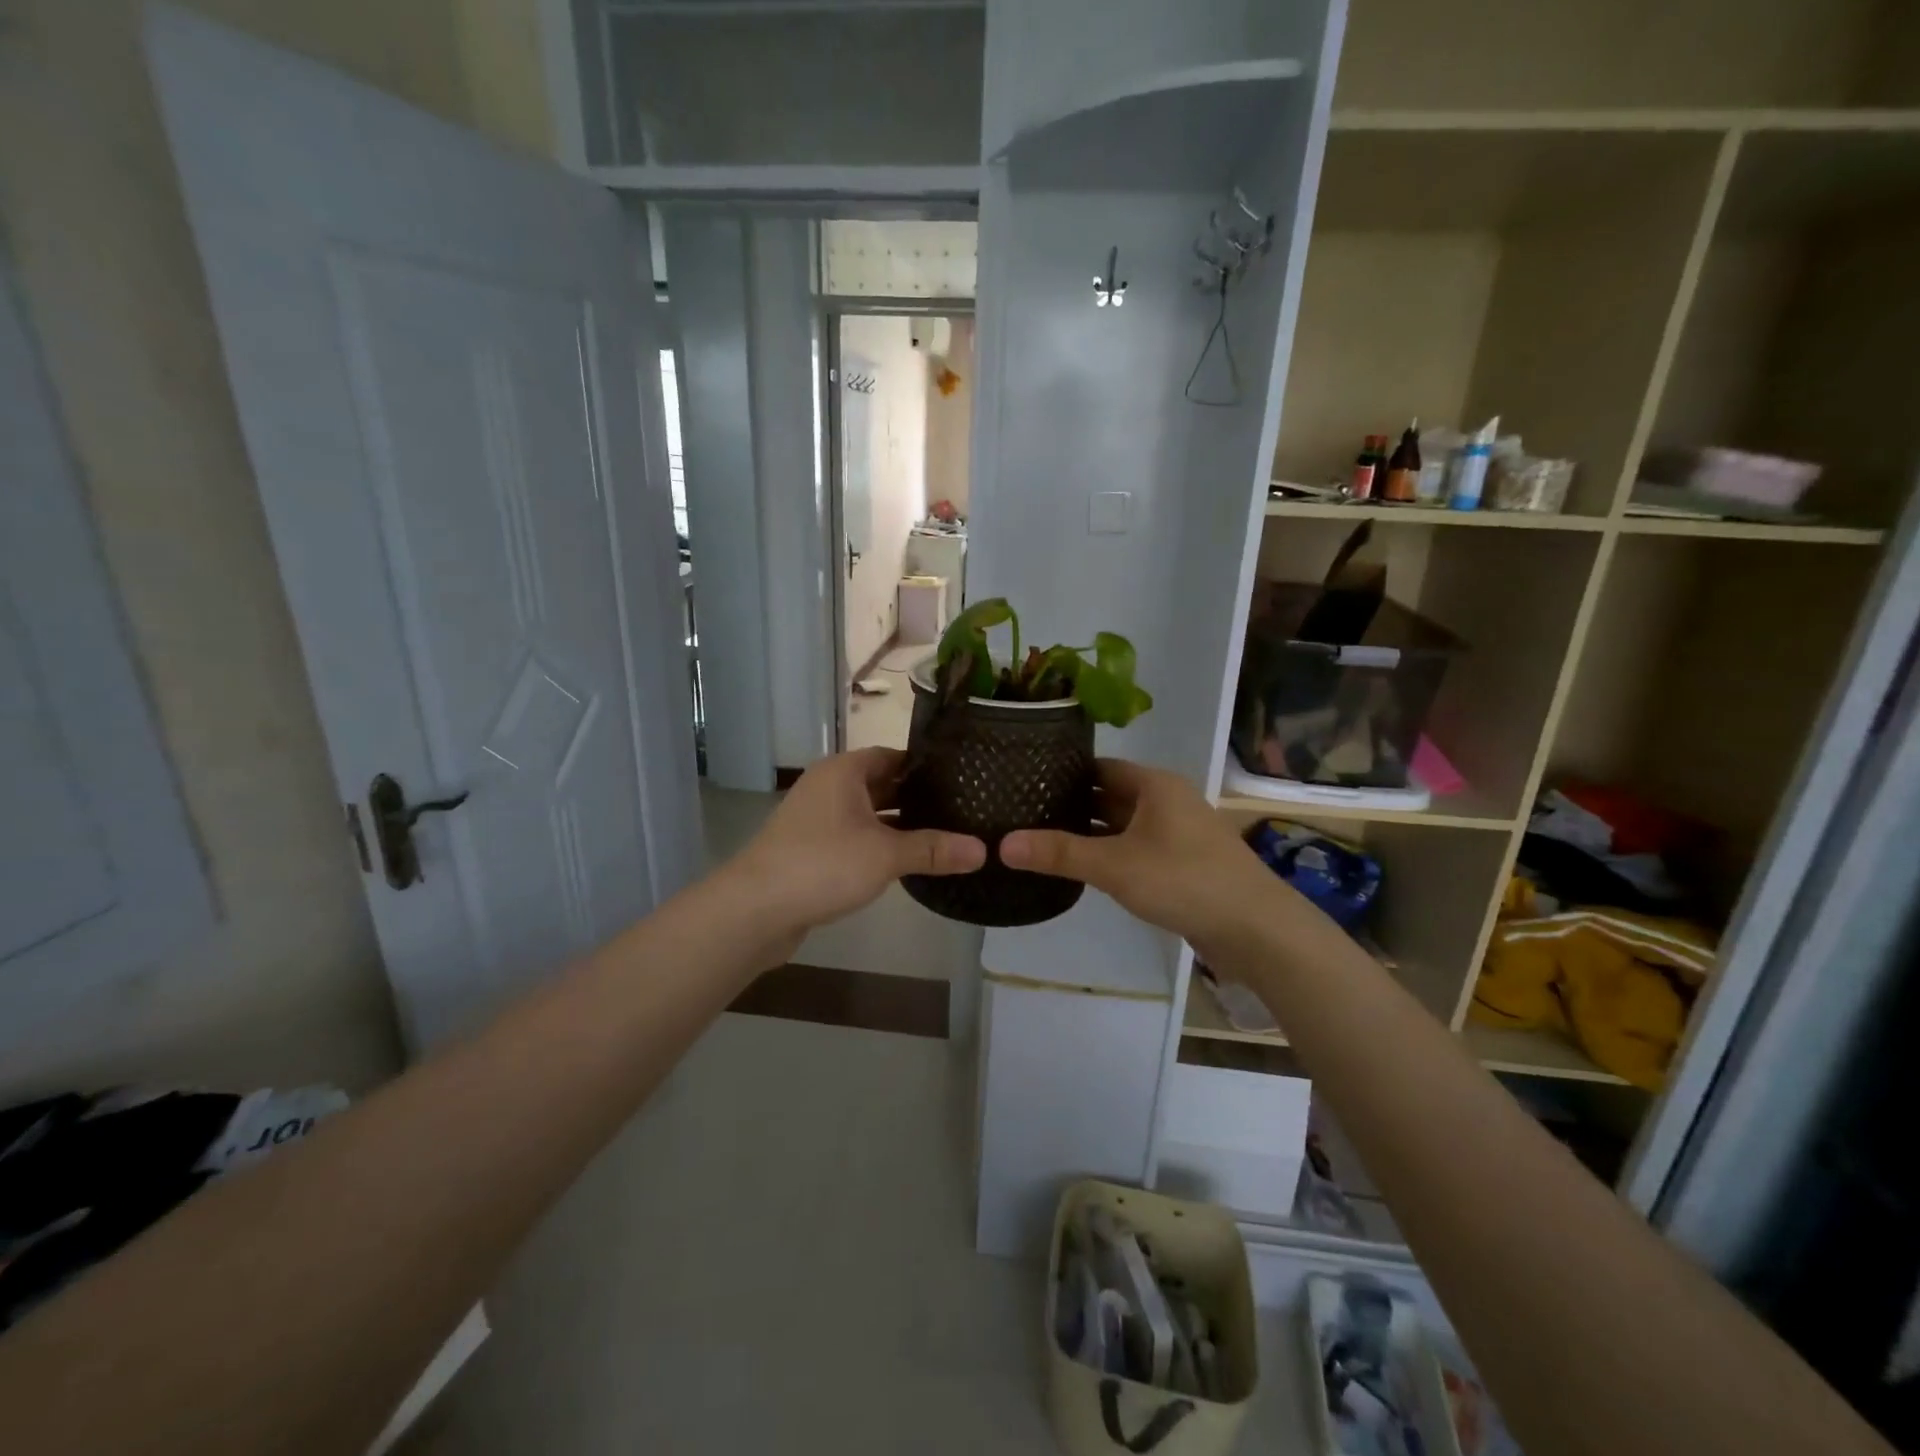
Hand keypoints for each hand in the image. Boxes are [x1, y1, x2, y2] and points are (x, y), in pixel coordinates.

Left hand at [726, 749, 985, 944]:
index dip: (926, 767)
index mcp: (844, 772)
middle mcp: (829, 787)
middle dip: (918, 798)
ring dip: (899, 825)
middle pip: (882, 784)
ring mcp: (817, 819)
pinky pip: (855, 838)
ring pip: (869, 814)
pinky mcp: (811, 849)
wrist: (755, 909)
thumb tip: (983, 850)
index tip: (962, 779)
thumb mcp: (885, 855)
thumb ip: (933, 849)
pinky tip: (907, 862)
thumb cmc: (822, 865)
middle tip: (962, 809)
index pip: (893, 756)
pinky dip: (879, 845)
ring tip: (944, 835)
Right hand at [1001, 759, 1285, 958]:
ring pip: (1122, 824)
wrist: (1256, 929)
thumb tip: (1002, 843)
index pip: (1099, 766)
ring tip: (1041, 838)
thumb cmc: (1184, 880)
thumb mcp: (1114, 865)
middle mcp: (1166, 801)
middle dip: (1071, 804)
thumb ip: (1059, 853)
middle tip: (1023, 812)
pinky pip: (1135, 848)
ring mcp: (1177, 833)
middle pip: (1109, 794)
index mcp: (1154, 785)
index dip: (1062, 772)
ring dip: (1089, 832)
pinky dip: (1109, 853)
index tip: (1023, 780)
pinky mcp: (1182, 863)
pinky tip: (1081, 867)